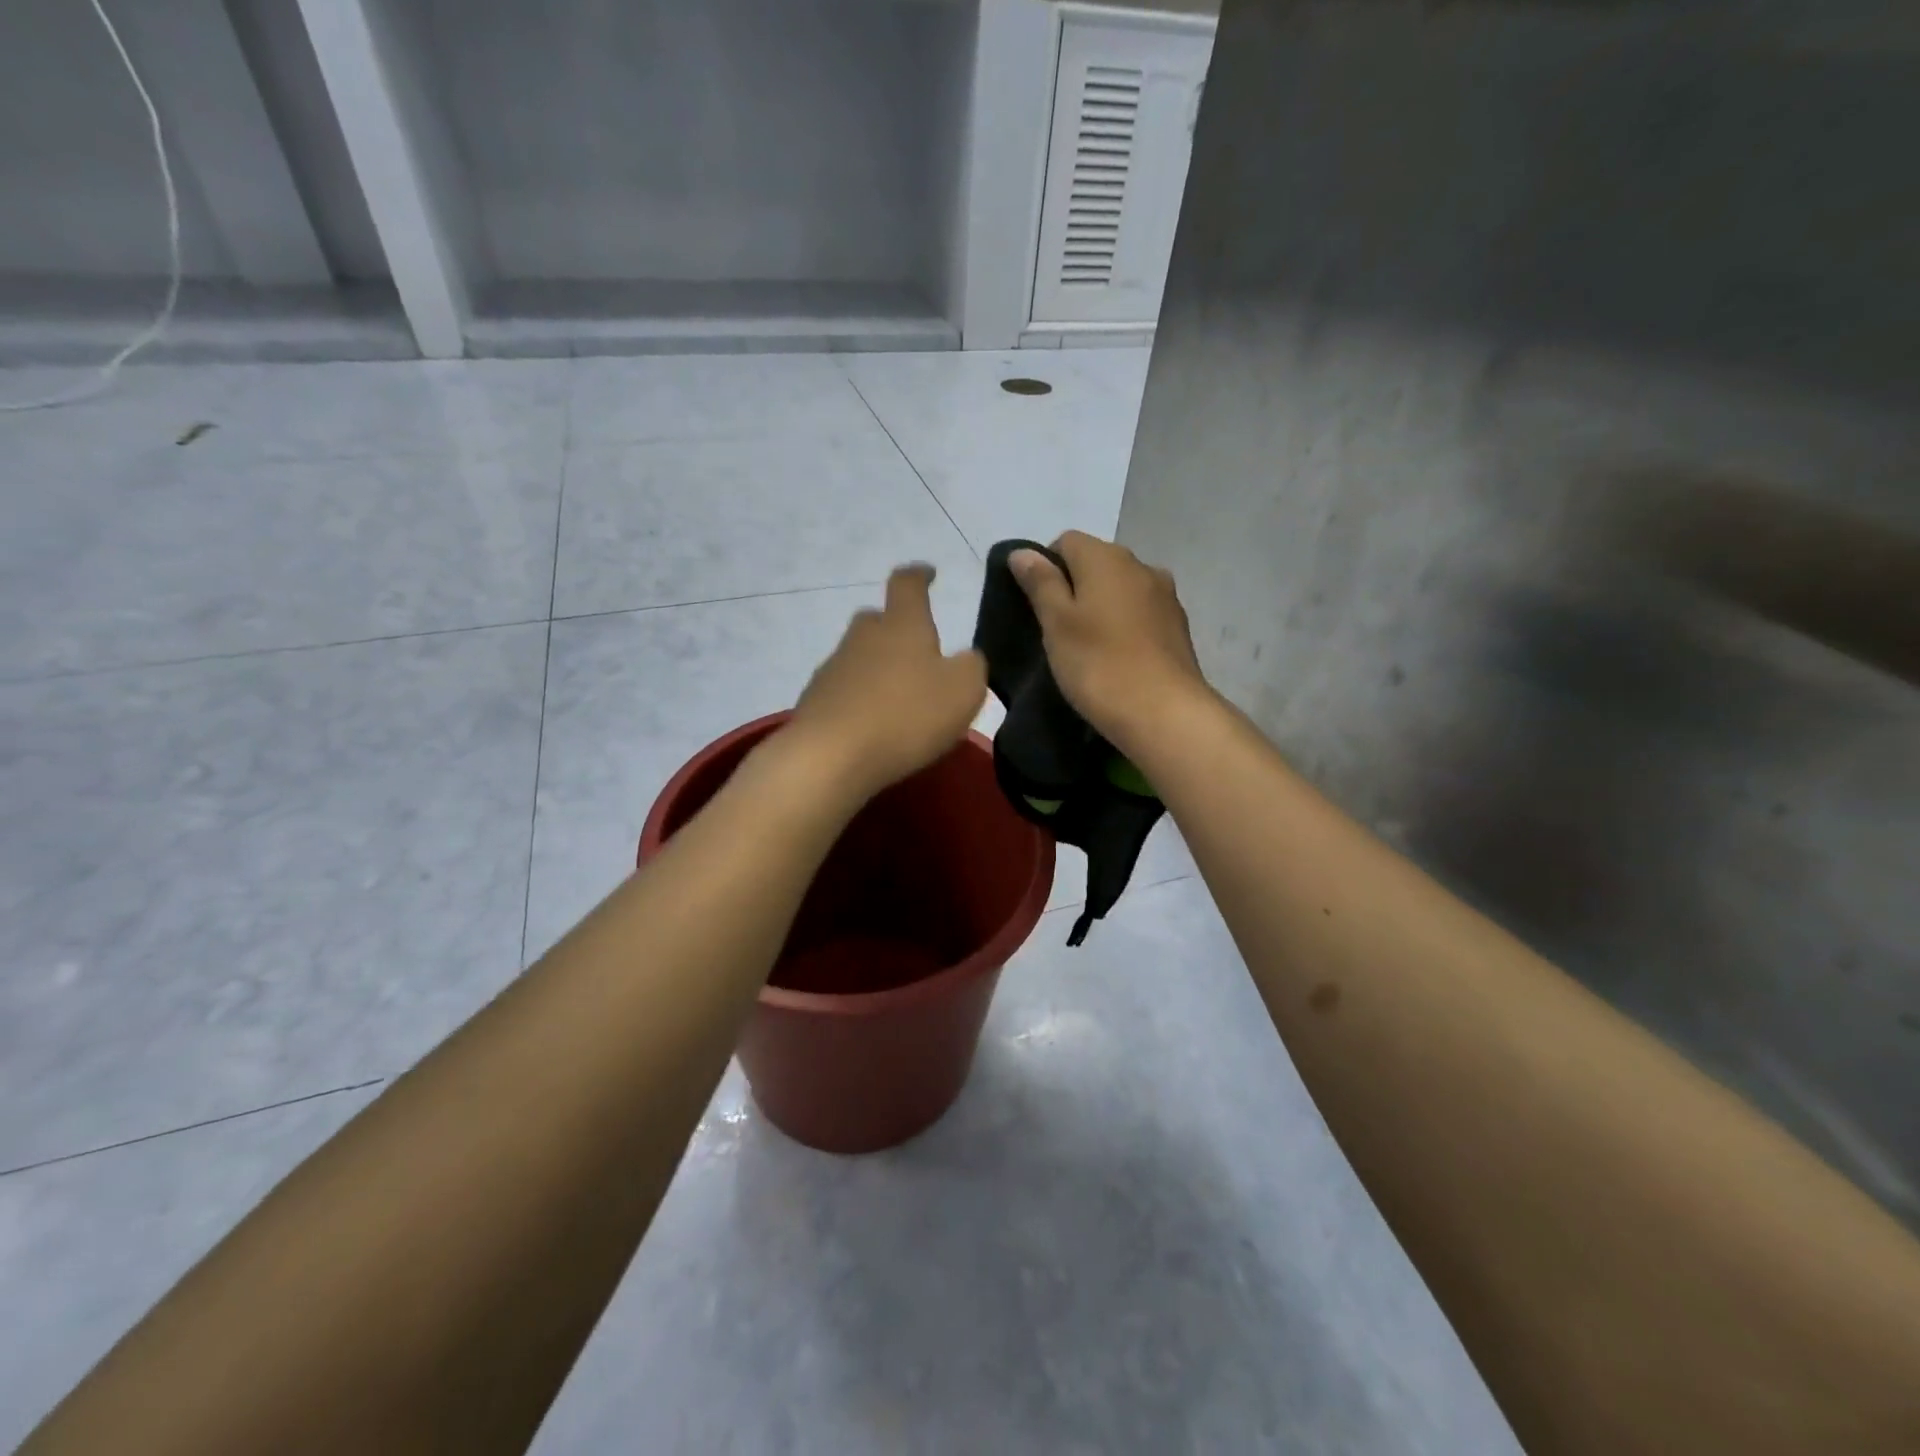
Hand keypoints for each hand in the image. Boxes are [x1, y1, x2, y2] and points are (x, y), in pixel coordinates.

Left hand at [784, 564, 987, 801]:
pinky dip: (862, 698)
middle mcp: (863, 636)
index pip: (907, 584)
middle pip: (878, 619)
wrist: (830, 757)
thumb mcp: (964, 691)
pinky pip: (846, 689)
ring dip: (879, 668)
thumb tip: (965, 658)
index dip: (919, 575)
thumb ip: (972, 666)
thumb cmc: (906, 715)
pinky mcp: (816, 700)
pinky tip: (875, 724)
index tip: (928, 573)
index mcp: (902, 624)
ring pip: (860, 656)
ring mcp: (834, 667)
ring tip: (900, 698)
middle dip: (897, 628)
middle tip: (918, 651)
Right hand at [1009, 531, 1209, 746]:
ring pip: (1120, 590)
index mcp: (1107, 557)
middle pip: (1096, 563)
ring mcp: (1165, 596)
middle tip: (1056, 630)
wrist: (1165, 714)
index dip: (1045, 567)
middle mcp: (1141, 565)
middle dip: (1074, 588)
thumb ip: (1041, 583)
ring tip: (1087, 647)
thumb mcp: (1057, 624)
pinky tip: (1116, 658)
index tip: (1036, 606)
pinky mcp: (1178, 627)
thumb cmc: (1099, 665)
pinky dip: (1124, 626)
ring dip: (1101, 608)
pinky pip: (1141, 614)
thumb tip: (1023, 552)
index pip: (1066, 542)